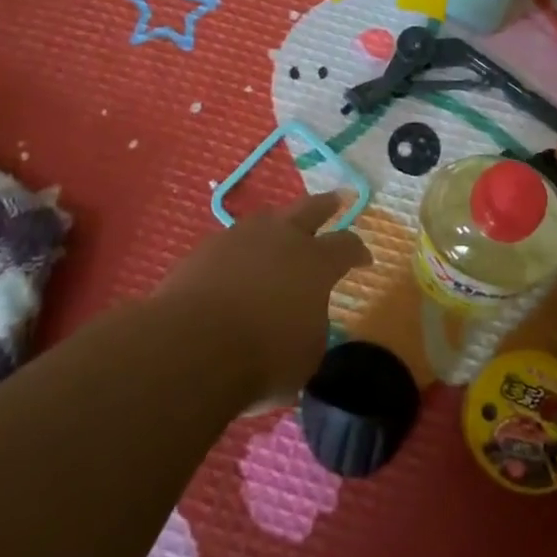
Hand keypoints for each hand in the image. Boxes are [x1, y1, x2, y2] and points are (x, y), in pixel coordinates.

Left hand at [156, 192, 372, 402]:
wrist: (191, 346)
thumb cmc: (263, 357)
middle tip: (336, 199)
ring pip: (267, 219)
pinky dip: (240, 252)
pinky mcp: (206, 249)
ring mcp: (241, 238)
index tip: (364, 258)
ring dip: (278, 224)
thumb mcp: (306, 357)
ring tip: (279, 230)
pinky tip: (235, 265)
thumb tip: (303, 323)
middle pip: (310, 209)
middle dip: (326, 205)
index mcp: (316, 262)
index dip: (358, 251)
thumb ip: (311, 330)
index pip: (346, 246)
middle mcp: (283, 238)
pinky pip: (231, 242)